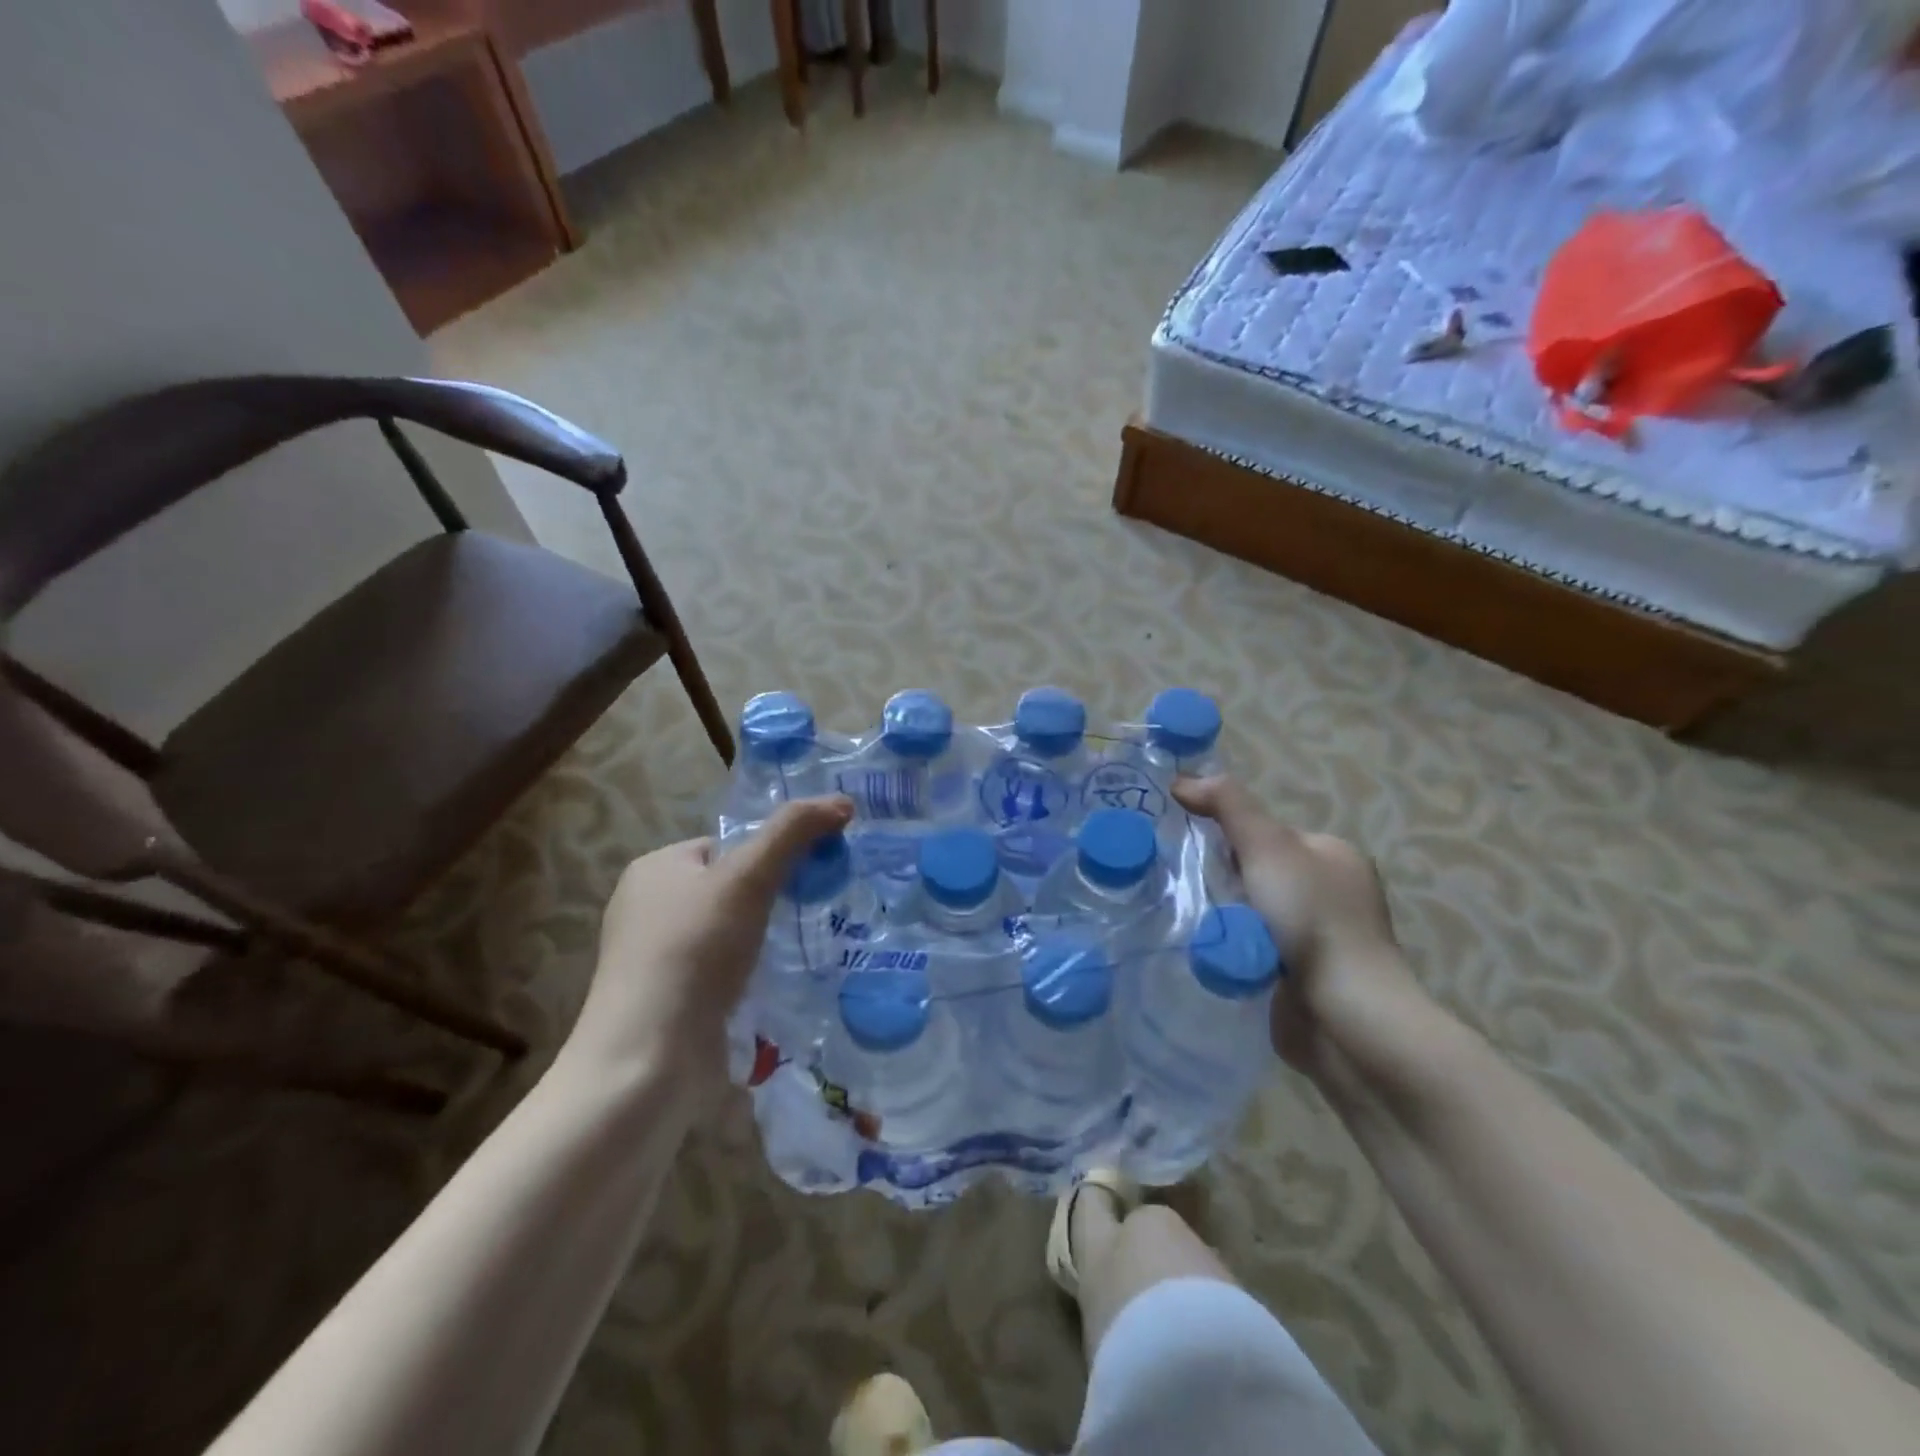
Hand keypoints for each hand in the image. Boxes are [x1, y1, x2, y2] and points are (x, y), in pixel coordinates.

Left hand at [563, 797, 853, 1088]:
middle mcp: (648, 909)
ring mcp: (656, 960)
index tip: (813, 876)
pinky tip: (778, 987)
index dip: (772, 855)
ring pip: (730, 934)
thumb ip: (793, 833)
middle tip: (816, 913)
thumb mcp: (748, 877)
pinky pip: (722, 972)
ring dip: (766, 941)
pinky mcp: (670, 1002)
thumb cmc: (694, 952)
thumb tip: (842, 802)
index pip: (727, 845)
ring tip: (806, 950)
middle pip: (731, 889)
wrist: (648, 1061)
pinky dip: (750, 976)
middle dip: (774, 901)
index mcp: (655, 868)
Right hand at [1174, 777, 1426, 1087]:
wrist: (1345, 1017)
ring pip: (1250, 914)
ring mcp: (1318, 939)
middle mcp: (1331, 893)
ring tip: (1193, 924)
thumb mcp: (1268, 846)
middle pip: (1255, 873)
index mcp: (1333, 855)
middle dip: (1222, 881)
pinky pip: (1252, 950)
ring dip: (1223, 918)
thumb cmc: (1312, 920)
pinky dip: (1232, 950)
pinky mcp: (1303, 978)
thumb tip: (1183, 780)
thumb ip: (1228, 806)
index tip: (1195, 853)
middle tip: (1188, 890)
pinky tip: (1212, 954)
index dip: (1227, 839)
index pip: (1265, 833)